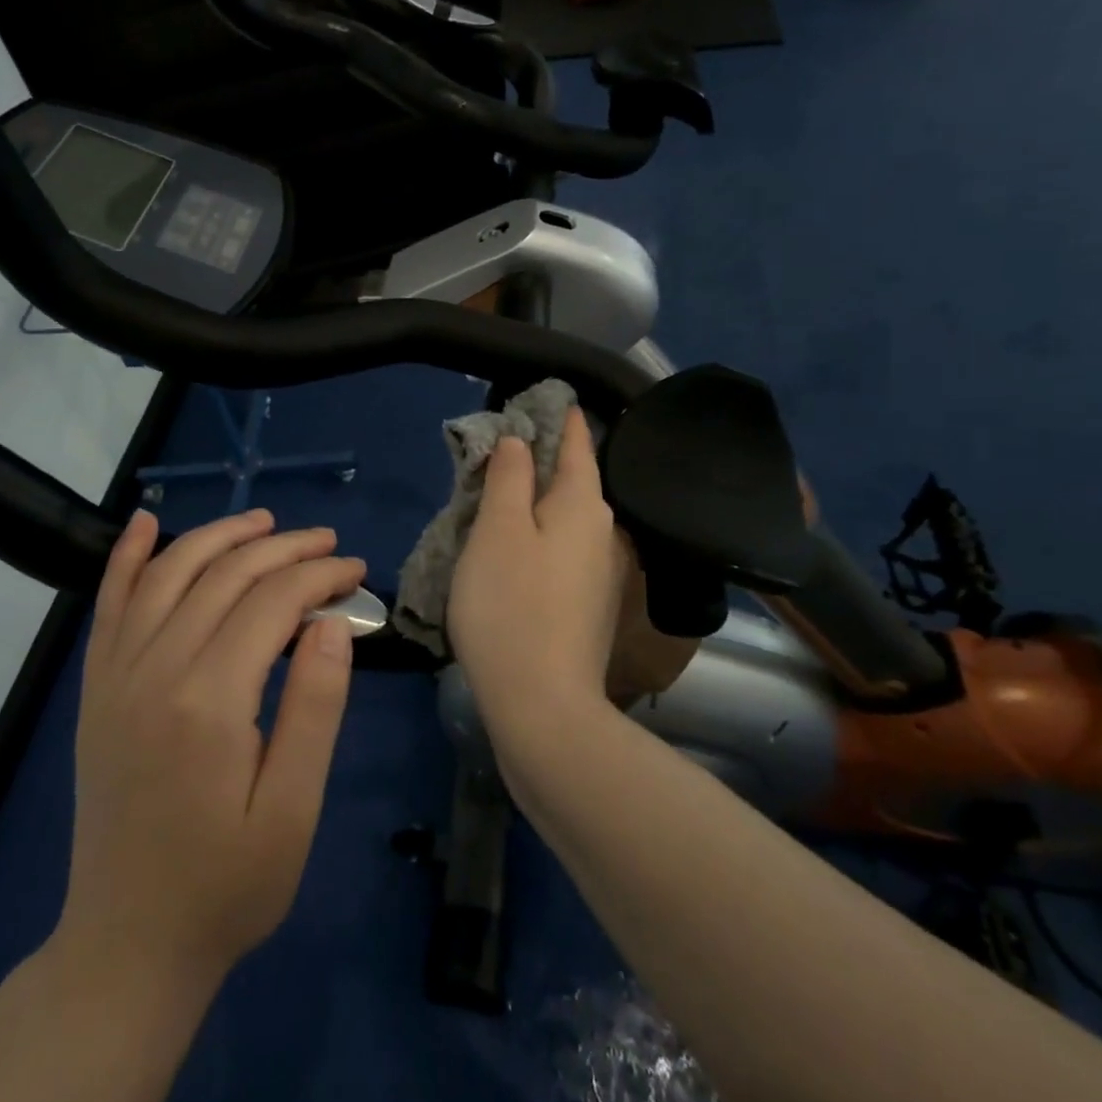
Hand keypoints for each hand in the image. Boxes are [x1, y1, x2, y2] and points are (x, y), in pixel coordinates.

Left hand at [58, 508, 364, 982]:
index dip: (320, 576)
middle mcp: (155, 670)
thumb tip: (330, 621)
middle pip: (225, 575)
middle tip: (328, 543)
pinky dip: (127, 556)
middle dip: (284, 549)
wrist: (127, 944)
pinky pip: (108, 603)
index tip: (356, 572)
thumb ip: (315, 707)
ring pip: (169, 573)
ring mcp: (116, 675)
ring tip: (265, 523)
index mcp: (210, 701)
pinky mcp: (96, 687)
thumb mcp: (294, 810)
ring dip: (220, 537)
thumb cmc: (227, 884)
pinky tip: (146, 522)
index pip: (272, 602)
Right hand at [447, 407, 630, 733]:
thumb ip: (509, 478)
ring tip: (501, 492)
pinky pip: (564, 549)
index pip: (577, 443)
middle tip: (503, 445)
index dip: (561, 418)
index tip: (547, 397)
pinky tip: (516, 545)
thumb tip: (519, 442)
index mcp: (584, 505)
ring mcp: (600, 573)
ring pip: (567, 518)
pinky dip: (541, 534)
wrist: (542, 705)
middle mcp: (603, 533)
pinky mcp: (588, 605)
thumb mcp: (498, 530)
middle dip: (544, 459)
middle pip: (574, 480)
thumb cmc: (511, 606)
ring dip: (538, 500)